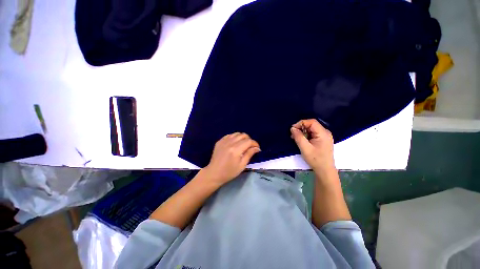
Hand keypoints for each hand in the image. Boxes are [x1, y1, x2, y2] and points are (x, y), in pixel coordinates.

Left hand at [203, 133, 260, 185]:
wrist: (214, 173)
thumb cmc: (229, 172)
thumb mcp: (242, 165)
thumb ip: (249, 154)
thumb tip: (257, 148)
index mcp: (236, 149)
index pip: (249, 141)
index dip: (255, 143)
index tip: (257, 148)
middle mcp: (230, 143)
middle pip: (243, 135)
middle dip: (249, 140)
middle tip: (250, 147)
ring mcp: (223, 141)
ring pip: (236, 134)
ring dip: (242, 138)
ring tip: (243, 145)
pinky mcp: (219, 141)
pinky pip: (229, 135)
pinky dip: (234, 137)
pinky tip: (235, 143)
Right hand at [290, 119, 334, 172]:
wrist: (325, 170)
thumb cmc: (315, 159)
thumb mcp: (305, 148)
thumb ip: (298, 137)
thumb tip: (292, 128)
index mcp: (323, 133)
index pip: (311, 122)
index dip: (301, 123)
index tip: (292, 129)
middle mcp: (325, 132)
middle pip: (311, 125)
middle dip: (301, 128)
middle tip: (293, 135)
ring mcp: (325, 136)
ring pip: (311, 129)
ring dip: (303, 132)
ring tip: (296, 138)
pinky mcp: (323, 140)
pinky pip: (313, 133)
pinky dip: (306, 135)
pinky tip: (302, 141)